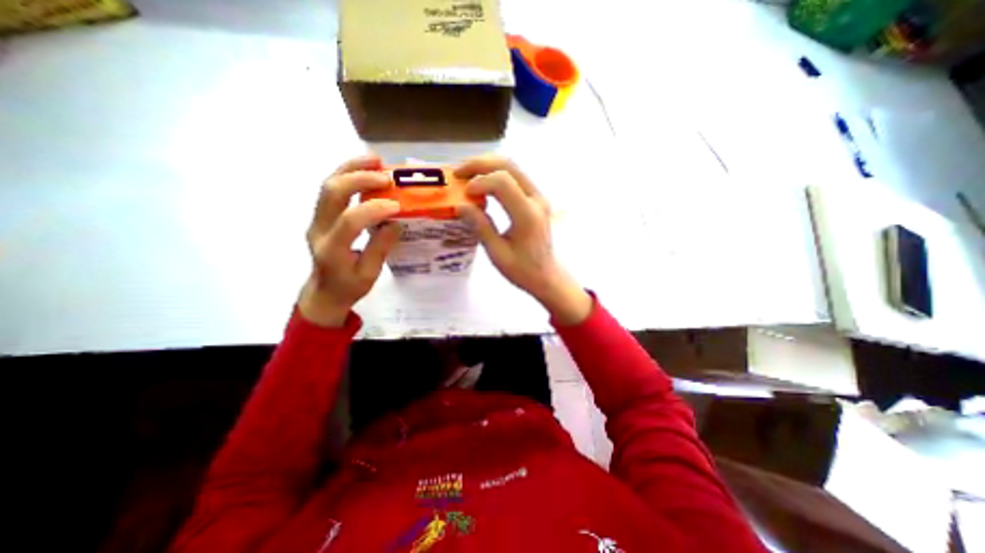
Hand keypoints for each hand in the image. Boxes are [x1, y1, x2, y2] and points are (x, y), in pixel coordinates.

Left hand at [305, 156, 402, 324]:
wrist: (323, 292)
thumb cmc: (349, 288)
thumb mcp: (369, 275)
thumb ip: (381, 248)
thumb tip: (396, 222)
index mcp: (332, 250)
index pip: (349, 221)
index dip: (374, 209)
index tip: (398, 205)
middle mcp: (319, 229)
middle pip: (331, 192)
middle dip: (360, 178)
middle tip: (387, 176)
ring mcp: (316, 219)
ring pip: (328, 184)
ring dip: (352, 168)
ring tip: (376, 160)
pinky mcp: (320, 215)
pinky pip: (331, 188)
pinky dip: (348, 174)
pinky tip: (365, 169)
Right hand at [456, 155, 591, 325]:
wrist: (546, 275)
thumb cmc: (522, 269)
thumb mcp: (497, 253)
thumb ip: (480, 227)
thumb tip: (460, 205)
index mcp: (527, 215)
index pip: (502, 182)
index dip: (479, 183)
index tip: (463, 195)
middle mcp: (536, 199)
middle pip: (508, 165)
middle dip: (479, 164)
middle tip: (457, 173)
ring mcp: (538, 196)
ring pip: (512, 167)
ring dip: (487, 167)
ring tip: (466, 176)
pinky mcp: (536, 198)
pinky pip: (515, 177)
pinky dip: (495, 175)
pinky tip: (482, 184)